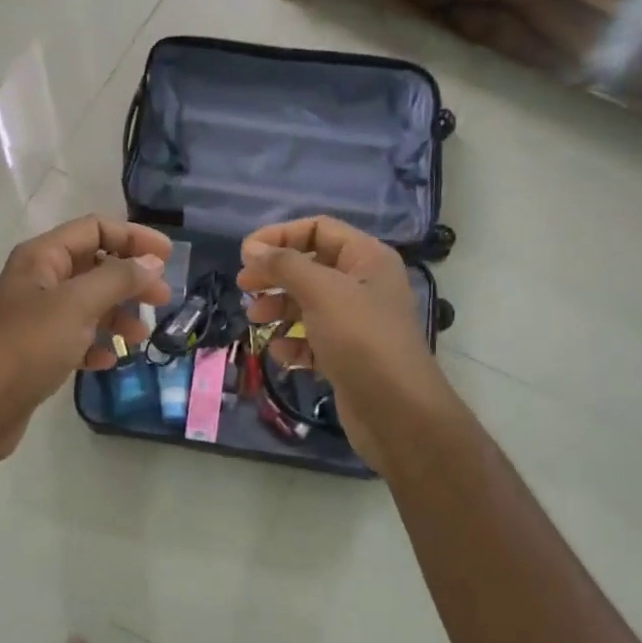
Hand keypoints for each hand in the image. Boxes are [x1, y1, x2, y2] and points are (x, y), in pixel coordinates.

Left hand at [0, 215, 173, 460]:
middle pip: (95, 266)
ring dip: (118, 315)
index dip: (133, 237)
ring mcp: (38, 316)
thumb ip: (119, 278)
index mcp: (42, 257)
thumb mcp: (78, 304)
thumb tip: (152, 261)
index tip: (168, 258)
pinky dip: (96, 344)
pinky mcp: (38, 350)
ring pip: (90, 304)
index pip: (95, 229)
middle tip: (164, 299)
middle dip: (131, 280)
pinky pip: (77, 337)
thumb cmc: (29, 345)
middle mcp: (39, 280)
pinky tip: (107, 361)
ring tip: (141, 337)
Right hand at [236, 216, 449, 472]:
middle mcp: (364, 285)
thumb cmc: (362, 340)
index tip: (245, 254)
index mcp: (367, 259)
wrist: (398, 413)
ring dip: (279, 309)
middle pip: (310, 266)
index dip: (280, 236)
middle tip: (243, 287)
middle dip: (275, 275)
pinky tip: (280, 353)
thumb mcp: (322, 292)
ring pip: (308, 304)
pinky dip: (294, 343)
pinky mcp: (347, 356)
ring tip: (255, 319)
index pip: (318, 229)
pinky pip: (313, 340)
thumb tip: (252, 247)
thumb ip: (285, 265)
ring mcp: (356, 323)